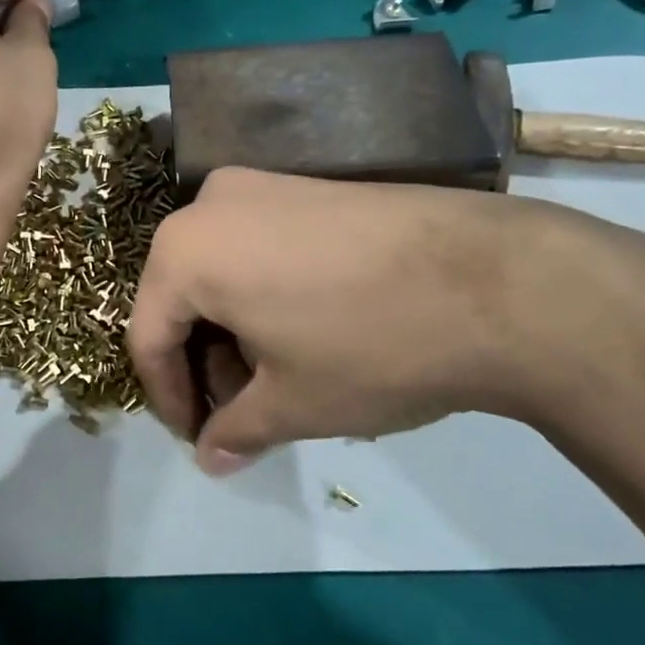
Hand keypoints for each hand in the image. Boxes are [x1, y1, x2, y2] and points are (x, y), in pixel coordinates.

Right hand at [127, 167, 644, 472]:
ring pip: (222, 269)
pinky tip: (304, 331)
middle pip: (183, 297)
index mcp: (185, 251)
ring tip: (275, 378)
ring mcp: (265, 185)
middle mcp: (212, 203)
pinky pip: (260, 245)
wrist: (496, 280)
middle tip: (237, 413)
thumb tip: (211, 459)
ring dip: (234, 329)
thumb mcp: (292, 404)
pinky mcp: (311, 186)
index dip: (167, 397)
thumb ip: (236, 431)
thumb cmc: (368, 346)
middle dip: (204, 362)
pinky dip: (263, 293)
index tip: (195, 438)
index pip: (149, 336)